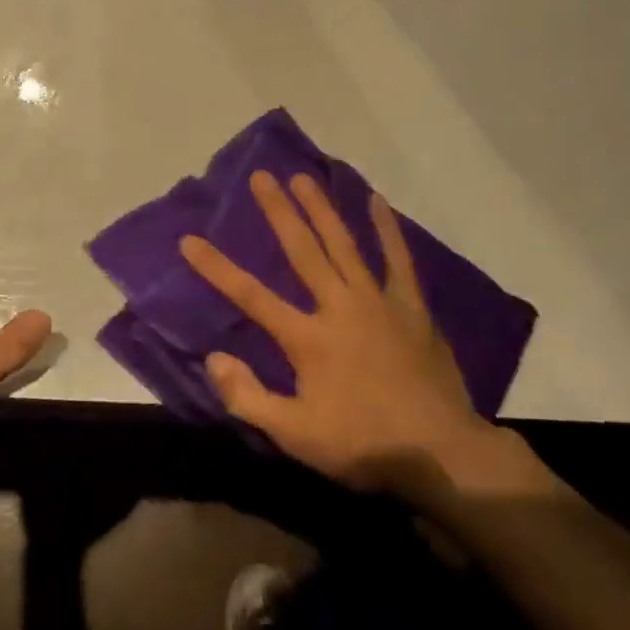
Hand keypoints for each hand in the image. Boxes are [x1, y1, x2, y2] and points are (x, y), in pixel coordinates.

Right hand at [180, 172, 549, 506]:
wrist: (440, 452)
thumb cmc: (362, 444)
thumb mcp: (295, 434)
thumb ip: (248, 397)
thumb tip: (213, 358)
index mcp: (307, 338)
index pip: (251, 296)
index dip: (216, 268)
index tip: (189, 240)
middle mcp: (339, 306)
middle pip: (302, 251)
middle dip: (278, 212)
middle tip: (260, 177)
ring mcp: (378, 301)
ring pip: (343, 244)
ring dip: (321, 209)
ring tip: (302, 177)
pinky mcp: (411, 306)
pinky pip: (398, 259)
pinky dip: (387, 229)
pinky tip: (377, 200)